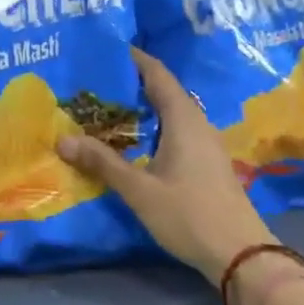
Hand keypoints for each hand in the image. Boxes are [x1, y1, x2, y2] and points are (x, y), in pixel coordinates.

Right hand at [56, 48, 273, 283]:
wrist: (240, 253)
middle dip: (133, 84)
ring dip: (144, 108)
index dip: (135, 59)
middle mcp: (198, 123)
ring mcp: (207, 143)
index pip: (158, 74)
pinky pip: (179, 131)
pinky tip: (137, 143)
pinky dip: (155, 127)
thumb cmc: (189, 215)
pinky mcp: (209, 162)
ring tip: (110, 110)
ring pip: (172, 113)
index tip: (108, 50)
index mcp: (184, 119)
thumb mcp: (139, 190)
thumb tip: (62, 139)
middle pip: (165, 91)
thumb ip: (103, 163)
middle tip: (98, 83)